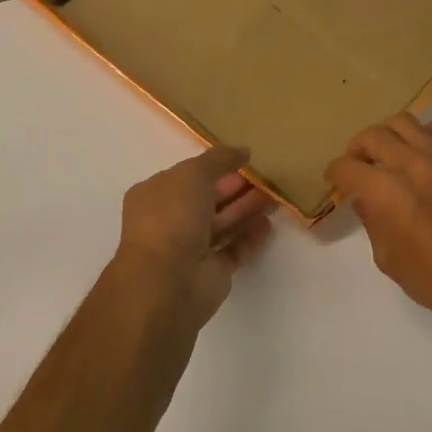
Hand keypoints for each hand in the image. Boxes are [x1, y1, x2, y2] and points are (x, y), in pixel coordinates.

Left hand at [116, 145, 273, 330]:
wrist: (167, 281)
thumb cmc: (172, 217)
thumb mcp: (193, 174)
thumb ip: (219, 159)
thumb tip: (243, 150)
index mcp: (155, 195)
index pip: (187, 176)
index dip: (214, 166)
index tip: (244, 159)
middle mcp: (170, 221)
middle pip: (208, 200)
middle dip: (235, 187)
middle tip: (266, 176)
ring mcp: (191, 249)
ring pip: (223, 224)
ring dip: (246, 209)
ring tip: (275, 196)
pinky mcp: (212, 272)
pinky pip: (234, 250)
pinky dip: (250, 238)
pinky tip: (268, 224)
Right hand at [326, 114, 431, 335]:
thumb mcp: (389, 260)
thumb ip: (373, 223)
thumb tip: (364, 200)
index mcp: (386, 192)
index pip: (348, 168)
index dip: (335, 173)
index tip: (334, 181)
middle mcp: (412, 165)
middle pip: (373, 136)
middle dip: (357, 148)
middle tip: (357, 165)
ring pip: (407, 123)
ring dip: (388, 133)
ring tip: (387, 150)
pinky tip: (430, 140)